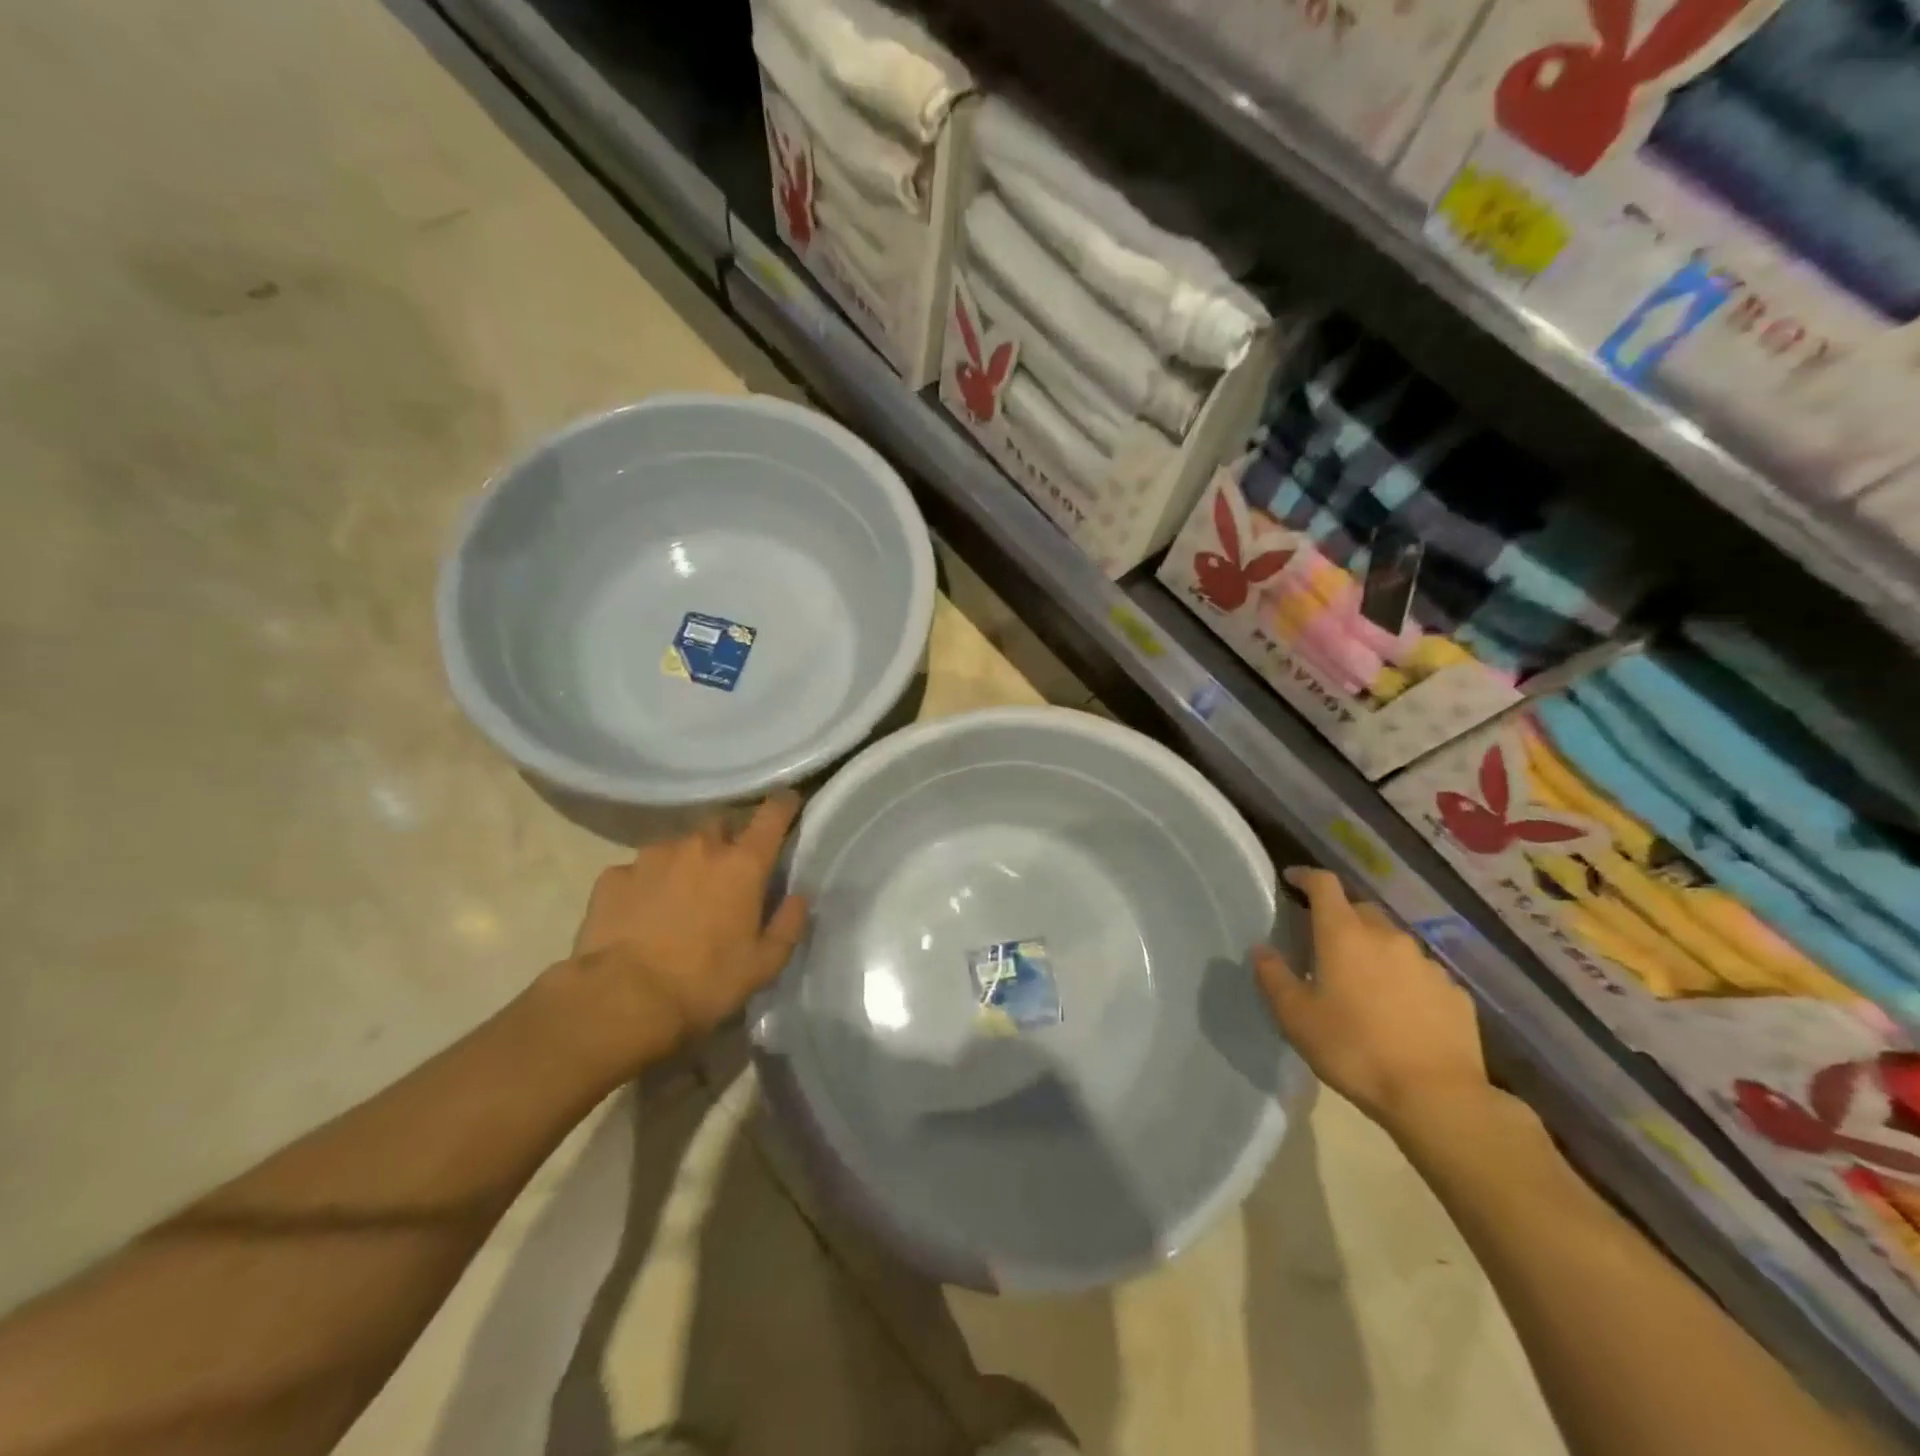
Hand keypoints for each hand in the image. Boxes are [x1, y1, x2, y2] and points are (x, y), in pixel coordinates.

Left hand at [537, 794, 809, 1080]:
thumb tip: (797, 897)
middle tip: (728, 873)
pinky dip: (646, 884)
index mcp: (742, 864)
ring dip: (686, 863)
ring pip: (677, 846)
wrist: (621, 1000)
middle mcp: (699, 847)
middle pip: (720, 824)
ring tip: (680, 898)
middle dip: (728, 840)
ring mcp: (651, 857)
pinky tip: (641, 914)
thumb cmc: (704, 982)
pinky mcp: (613, 876)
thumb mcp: (764, 965)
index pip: (771, 816)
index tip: (788, 802)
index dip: (783, 805)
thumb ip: (788, 924)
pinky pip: (638, 871)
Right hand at [1253, 868, 1488, 1135]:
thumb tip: (1261, 949)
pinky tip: (1399, 1009)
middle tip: (1323, 941)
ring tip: (1363, 980)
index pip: (1324, 885)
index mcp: (1344, 934)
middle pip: (1360, 910)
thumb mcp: (1296, 1017)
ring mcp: (1426, 963)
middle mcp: (1387, 937)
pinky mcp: (1455, 992)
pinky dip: (1404, 979)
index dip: (1306, 876)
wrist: (1436, 1097)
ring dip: (1374, 949)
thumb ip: (1273, 977)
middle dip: (1340, 917)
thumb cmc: (1353, 1049)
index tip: (1292, 880)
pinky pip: (1421, 973)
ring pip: (1393, 941)